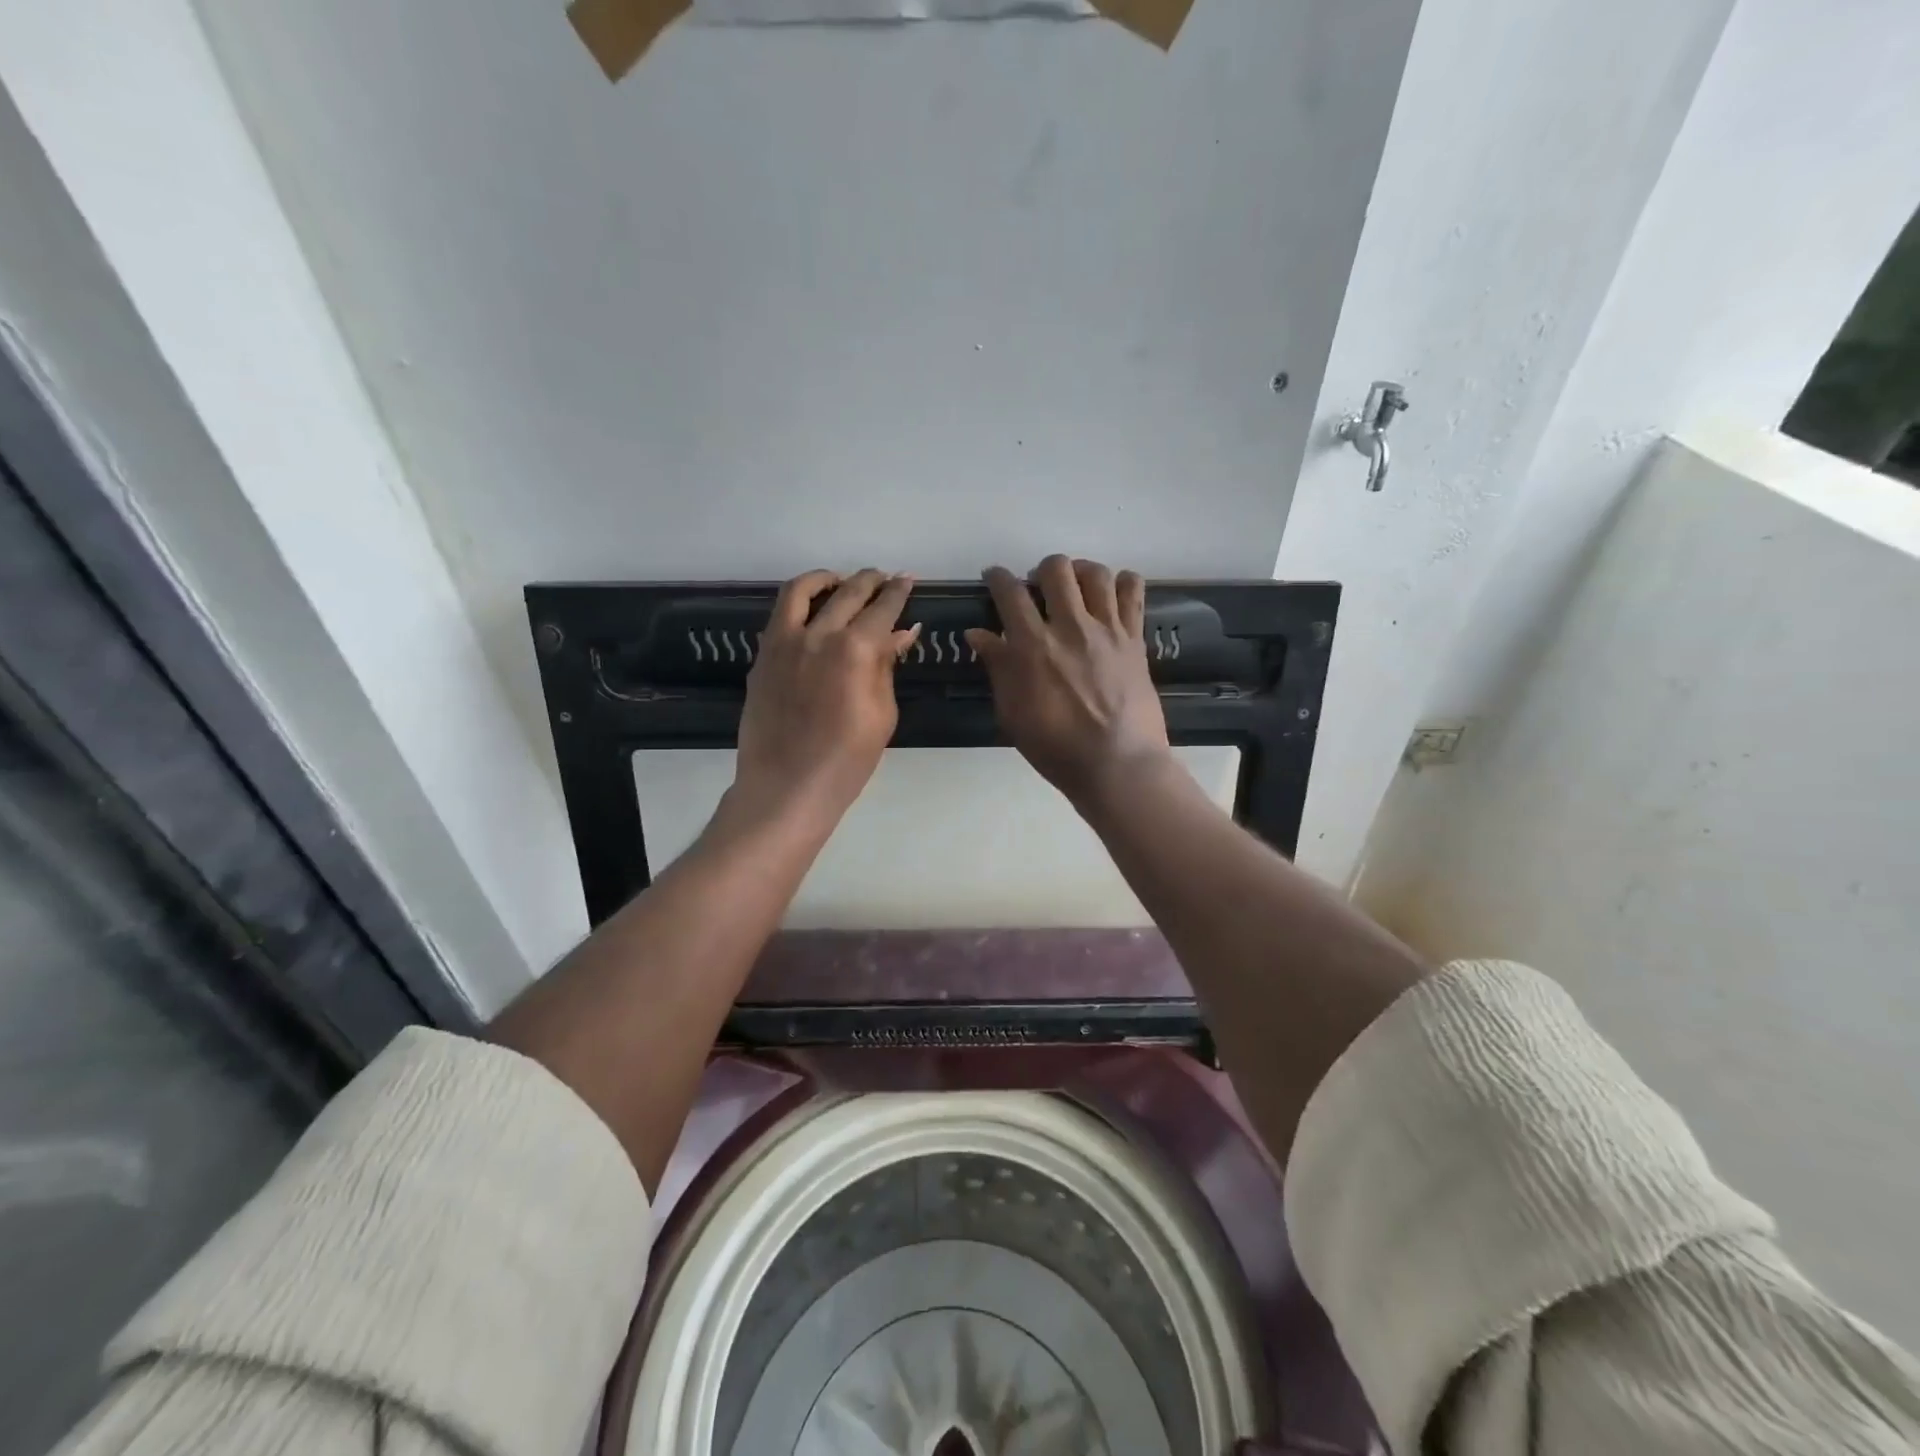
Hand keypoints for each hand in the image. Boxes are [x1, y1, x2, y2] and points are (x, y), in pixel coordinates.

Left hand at [731, 569, 919, 829]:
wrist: (787, 787)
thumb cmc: (847, 761)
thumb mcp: (882, 714)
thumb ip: (887, 666)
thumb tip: (902, 631)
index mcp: (855, 649)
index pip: (883, 608)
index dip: (898, 592)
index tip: (908, 580)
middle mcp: (818, 634)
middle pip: (848, 592)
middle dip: (870, 580)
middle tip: (883, 579)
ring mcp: (784, 642)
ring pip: (802, 590)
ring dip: (827, 579)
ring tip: (840, 581)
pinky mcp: (762, 656)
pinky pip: (780, 615)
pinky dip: (798, 602)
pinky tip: (811, 612)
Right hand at [966, 555, 1170, 806]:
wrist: (1117, 764)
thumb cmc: (1055, 747)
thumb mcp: (1012, 713)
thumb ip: (998, 668)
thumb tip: (978, 634)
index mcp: (1032, 645)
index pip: (1009, 592)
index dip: (997, 577)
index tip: (993, 577)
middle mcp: (1070, 626)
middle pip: (1055, 569)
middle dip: (1041, 571)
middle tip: (1038, 589)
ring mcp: (1107, 629)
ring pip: (1095, 573)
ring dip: (1079, 573)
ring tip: (1075, 588)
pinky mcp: (1135, 639)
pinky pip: (1132, 591)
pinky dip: (1121, 584)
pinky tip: (1111, 596)